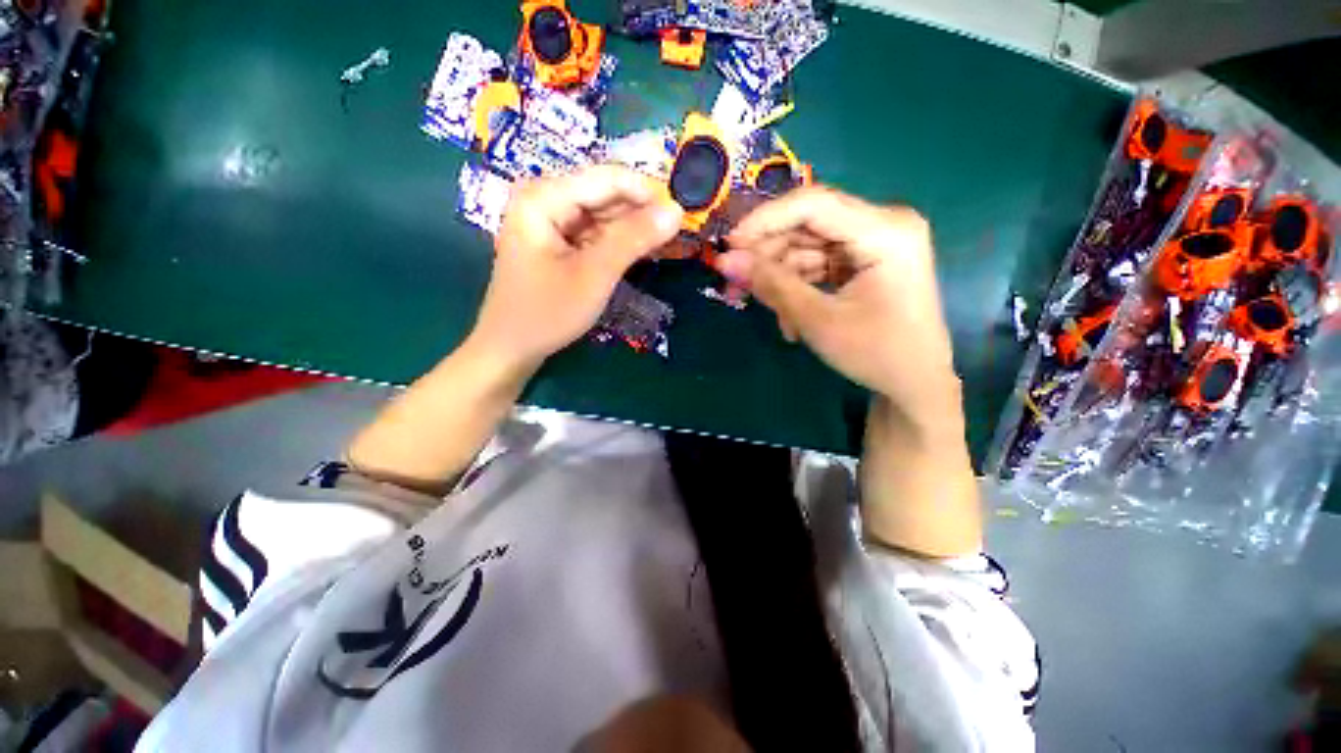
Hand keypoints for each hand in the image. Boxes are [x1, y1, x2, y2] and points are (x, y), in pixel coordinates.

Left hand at [470, 165, 683, 368]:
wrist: (512, 348)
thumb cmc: (547, 313)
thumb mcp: (594, 275)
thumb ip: (634, 239)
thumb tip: (676, 210)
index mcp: (545, 196)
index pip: (609, 178)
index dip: (649, 192)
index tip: (683, 214)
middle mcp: (546, 198)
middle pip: (606, 194)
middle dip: (643, 212)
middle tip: (679, 234)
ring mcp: (551, 220)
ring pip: (605, 214)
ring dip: (635, 228)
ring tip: (668, 244)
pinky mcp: (559, 240)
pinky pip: (597, 232)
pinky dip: (620, 242)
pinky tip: (643, 252)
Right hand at [718, 186, 958, 421]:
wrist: (915, 384)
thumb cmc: (875, 353)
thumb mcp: (818, 319)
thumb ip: (771, 284)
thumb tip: (725, 260)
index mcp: (885, 231)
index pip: (813, 205)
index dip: (764, 221)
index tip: (729, 245)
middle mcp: (883, 225)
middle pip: (808, 226)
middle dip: (769, 257)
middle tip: (735, 284)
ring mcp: (874, 243)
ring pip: (808, 247)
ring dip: (782, 279)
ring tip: (770, 314)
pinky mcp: (865, 261)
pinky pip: (819, 264)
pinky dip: (799, 288)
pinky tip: (791, 319)